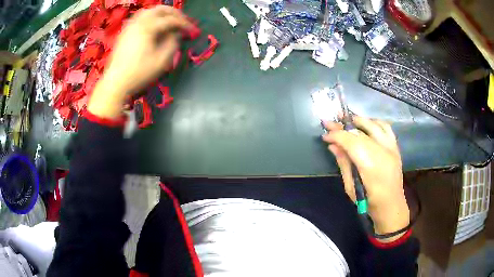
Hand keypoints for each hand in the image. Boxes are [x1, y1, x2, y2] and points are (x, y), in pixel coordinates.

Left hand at [88, 6, 194, 118]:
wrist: (116, 83)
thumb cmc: (139, 73)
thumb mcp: (162, 61)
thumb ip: (173, 43)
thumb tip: (176, 34)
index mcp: (148, 27)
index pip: (171, 20)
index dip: (185, 24)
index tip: (193, 31)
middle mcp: (139, 22)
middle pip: (160, 9)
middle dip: (175, 13)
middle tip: (183, 22)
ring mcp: (130, 26)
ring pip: (150, 11)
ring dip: (162, 14)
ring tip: (170, 22)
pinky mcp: (125, 32)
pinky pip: (140, 17)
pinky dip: (151, 18)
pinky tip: (154, 27)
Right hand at [322, 117, 409, 241]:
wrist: (391, 206)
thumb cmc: (368, 203)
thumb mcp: (351, 187)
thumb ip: (344, 164)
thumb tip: (333, 146)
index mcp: (370, 166)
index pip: (351, 142)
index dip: (337, 136)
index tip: (324, 136)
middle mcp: (382, 152)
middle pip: (360, 132)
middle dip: (342, 127)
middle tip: (329, 123)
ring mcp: (391, 148)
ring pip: (373, 125)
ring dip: (358, 120)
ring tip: (345, 119)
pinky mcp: (395, 147)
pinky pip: (386, 127)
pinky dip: (374, 122)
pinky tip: (366, 124)